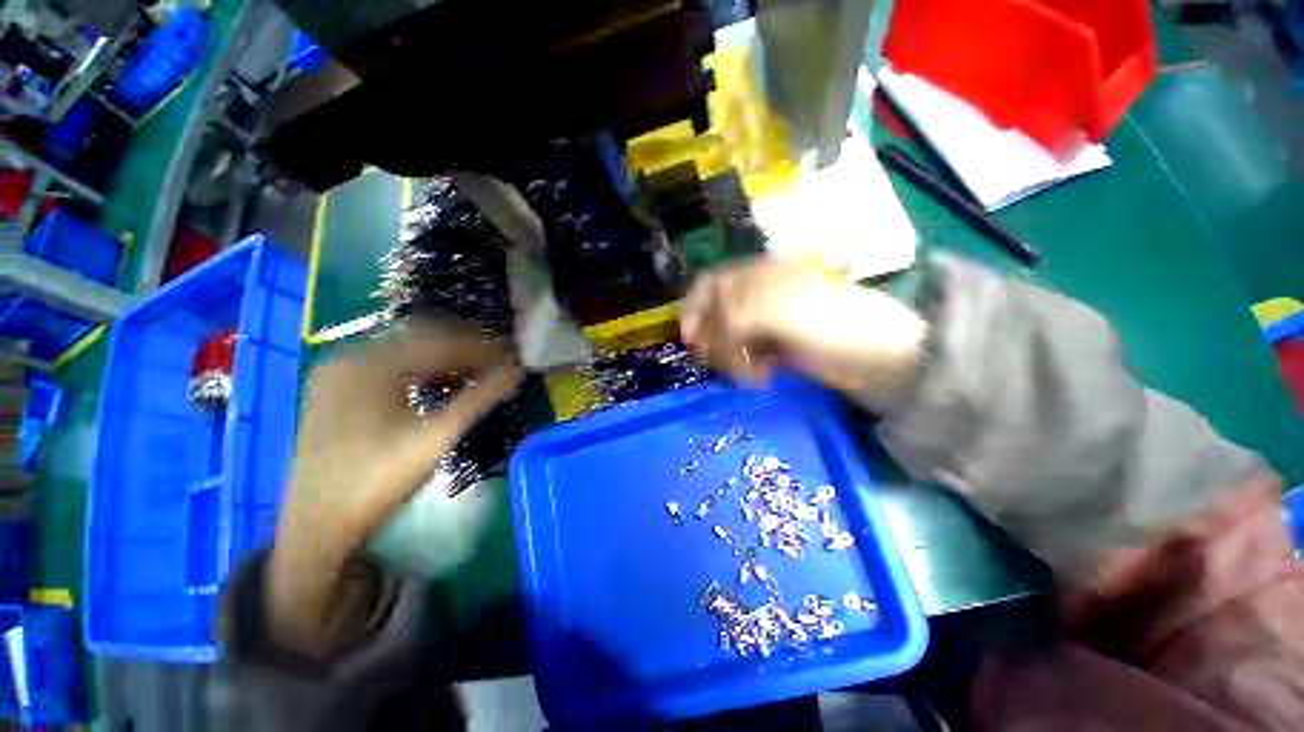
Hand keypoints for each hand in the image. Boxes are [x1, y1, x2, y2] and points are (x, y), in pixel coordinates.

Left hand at [269, 323, 523, 652]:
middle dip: (464, 349)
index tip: (512, 357)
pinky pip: (387, 366)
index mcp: (371, 363)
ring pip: (404, 352)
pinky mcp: (335, 391)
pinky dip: (418, 370)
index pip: (441, 342)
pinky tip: (436, 385)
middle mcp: (350, 357)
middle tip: (497, 363)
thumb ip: (481, 398)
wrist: (316, 527)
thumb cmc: (378, 480)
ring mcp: (338, 374)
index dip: (482, 348)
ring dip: (442, 359)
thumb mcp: (437, 436)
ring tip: (474, 373)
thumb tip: (518, 370)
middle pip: (421, 340)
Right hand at [681, 256, 926, 411]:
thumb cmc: (829, 323)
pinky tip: (759, 375)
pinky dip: (744, 366)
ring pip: (726, 337)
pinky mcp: (775, 346)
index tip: (689, 340)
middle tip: (720, 361)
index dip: (693, 309)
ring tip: (747, 372)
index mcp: (758, 275)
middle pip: (715, 314)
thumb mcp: (776, 311)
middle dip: (712, 339)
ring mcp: (766, 321)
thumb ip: (732, 317)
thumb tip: (702, 335)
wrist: (877, 356)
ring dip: (728, 356)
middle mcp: (757, 294)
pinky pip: (744, 354)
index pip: (710, 285)